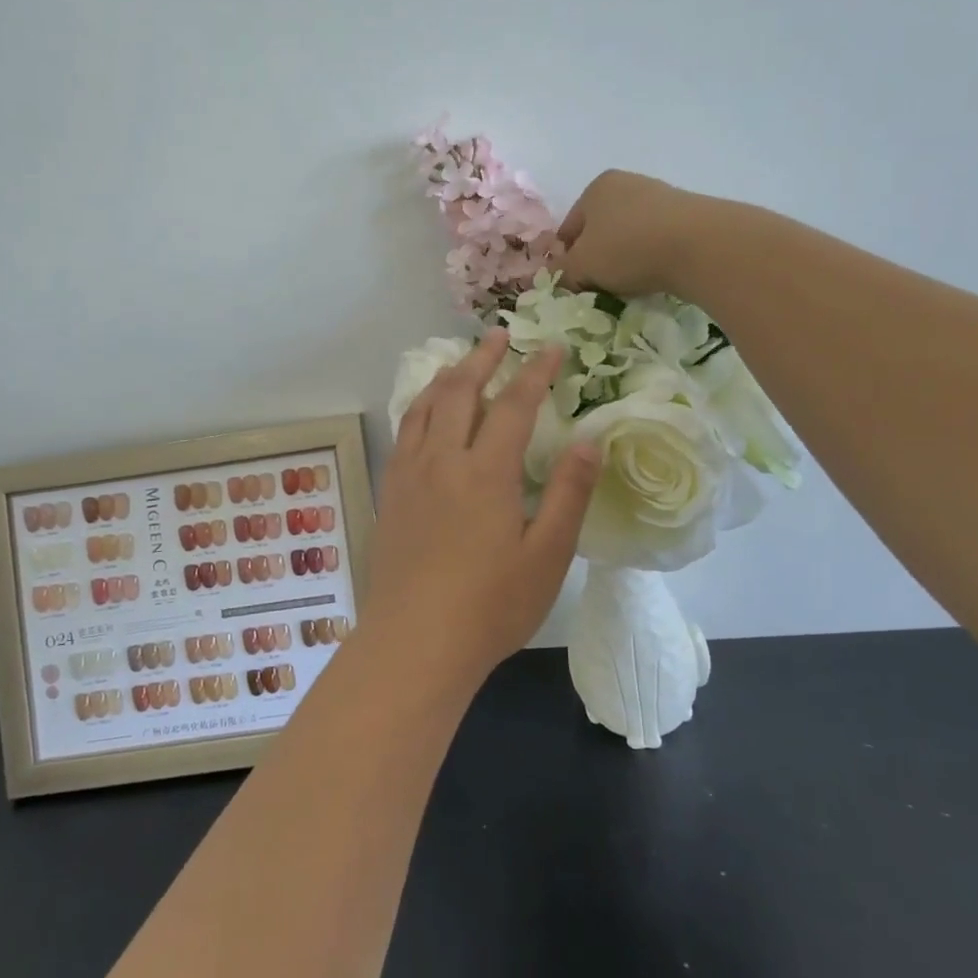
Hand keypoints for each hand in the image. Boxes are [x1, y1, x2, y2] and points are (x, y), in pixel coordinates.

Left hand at [362, 330, 599, 680]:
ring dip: (447, 375)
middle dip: (484, 357)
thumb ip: (568, 493)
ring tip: (463, 361)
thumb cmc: (490, 606)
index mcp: (486, 471)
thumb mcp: (546, 555)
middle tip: (501, 335)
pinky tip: (425, 411)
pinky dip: (419, 405)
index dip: (535, 372)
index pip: (514, 404)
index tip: (553, 349)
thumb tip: (588, 440)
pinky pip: (404, 431)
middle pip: (460, 390)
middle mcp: (442, 459)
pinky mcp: (390, 492)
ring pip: (425, 405)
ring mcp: (409, 473)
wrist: (414, 641)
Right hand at [557, 169, 703, 297]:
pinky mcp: (687, 215)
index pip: (568, 229)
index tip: (572, 283)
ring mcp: (660, 197)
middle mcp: (627, 184)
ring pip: (628, 237)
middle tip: (598, 286)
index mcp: (595, 188)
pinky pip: (656, 241)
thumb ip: (563, 272)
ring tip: (628, 285)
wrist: (700, 245)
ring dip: (623, 260)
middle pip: (599, 231)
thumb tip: (559, 277)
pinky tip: (654, 276)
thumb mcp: (582, 266)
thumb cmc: (628, 249)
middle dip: (596, 259)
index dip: (565, 259)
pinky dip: (650, 258)